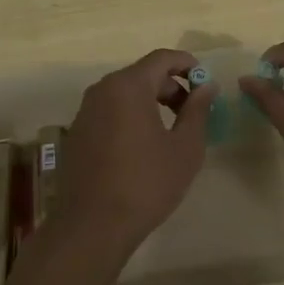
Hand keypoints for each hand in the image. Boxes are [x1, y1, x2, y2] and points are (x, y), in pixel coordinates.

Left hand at [59, 48, 214, 252]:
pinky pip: (110, 112)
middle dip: (171, 87)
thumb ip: (198, 110)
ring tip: (172, 131)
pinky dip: (131, 117)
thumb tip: (206, 86)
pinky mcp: (77, 134)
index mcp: (128, 86)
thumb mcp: (185, 148)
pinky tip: (144, 147)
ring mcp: (85, 112)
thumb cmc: (146, 183)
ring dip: (151, 103)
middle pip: (143, 74)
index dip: (188, 64)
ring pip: (125, 93)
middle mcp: (102, 90)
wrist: (92, 226)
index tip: (205, 83)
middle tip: (193, 112)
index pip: (162, 58)